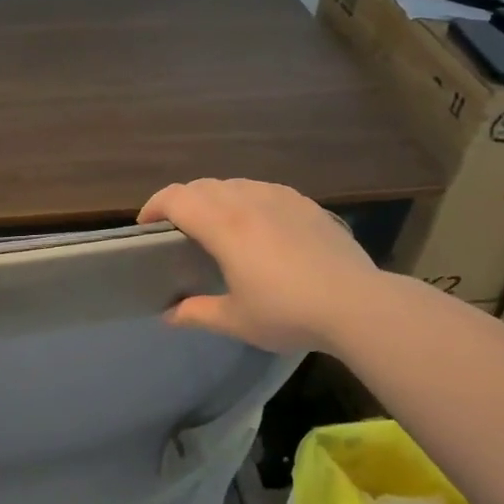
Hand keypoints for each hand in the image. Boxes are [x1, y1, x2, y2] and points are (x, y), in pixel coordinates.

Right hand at [138, 178, 379, 352]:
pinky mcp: (306, 204)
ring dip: (214, 197)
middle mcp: (248, 202)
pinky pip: (264, 190)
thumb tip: (169, 315)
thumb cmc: (288, 312)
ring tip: (215, 223)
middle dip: (181, 201)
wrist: (357, 304)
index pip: (176, 198)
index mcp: (224, 226)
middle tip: (175, 227)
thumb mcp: (236, 320)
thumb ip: (197, 313)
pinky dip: (246, 199)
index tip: (145, 226)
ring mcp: (280, 198)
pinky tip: (257, 223)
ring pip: (234, 184)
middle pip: (202, 186)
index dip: (153, 206)